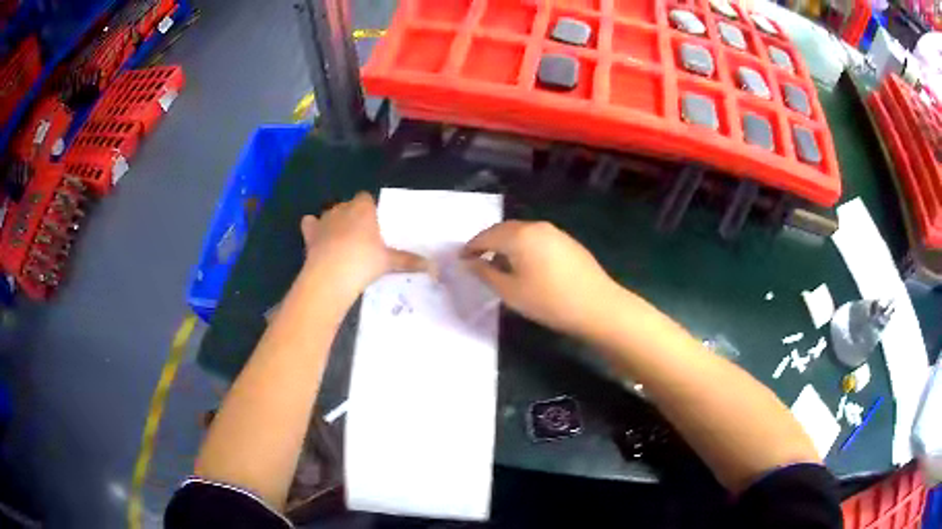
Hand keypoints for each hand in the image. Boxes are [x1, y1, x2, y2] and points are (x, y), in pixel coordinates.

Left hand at [300, 192, 427, 296]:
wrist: (332, 275)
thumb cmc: (364, 261)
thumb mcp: (389, 261)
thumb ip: (408, 260)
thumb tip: (432, 266)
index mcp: (363, 208)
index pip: (366, 198)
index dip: (369, 209)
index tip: (374, 224)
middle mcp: (343, 208)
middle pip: (348, 205)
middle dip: (352, 216)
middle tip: (361, 236)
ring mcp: (324, 219)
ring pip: (329, 213)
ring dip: (334, 222)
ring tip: (340, 240)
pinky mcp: (310, 233)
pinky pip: (310, 223)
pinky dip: (313, 228)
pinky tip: (317, 238)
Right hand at [462, 221, 619, 336]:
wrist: (597, 306)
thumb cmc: (549, 301)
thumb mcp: (511, 292)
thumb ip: (485, 274)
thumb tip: (468, 263)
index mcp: (519, 235)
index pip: (486, 236)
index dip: (470, 248)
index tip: (460, 261)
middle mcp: (536, 226)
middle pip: (504, 230)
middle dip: (487, 243)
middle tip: (476, 260)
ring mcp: (554, 232)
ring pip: (521, 233)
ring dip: (506, 244)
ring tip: (498, 264)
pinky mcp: (567, 241)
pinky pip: (536, 238)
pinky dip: (523, 246)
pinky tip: (524, 264)